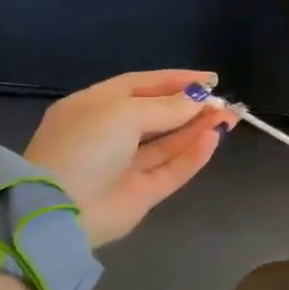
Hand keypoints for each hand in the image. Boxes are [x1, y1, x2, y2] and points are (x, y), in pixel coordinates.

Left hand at [23, 70, 236, 246]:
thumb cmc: (86, 145)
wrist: (60, 210)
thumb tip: (199, 98)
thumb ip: (166, 107)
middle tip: (224, 102)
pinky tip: (213, 140)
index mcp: (94, 106)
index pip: (141, 85)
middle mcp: (109, 134)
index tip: (210, 80)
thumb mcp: (123, 113)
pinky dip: (192, 155)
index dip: (175, 80)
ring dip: (197, 129)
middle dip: (191, 106)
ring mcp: (125, 166)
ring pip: (168, 143)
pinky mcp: (140, 194)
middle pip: (158, 115)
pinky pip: (171, 170)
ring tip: (228, 117)